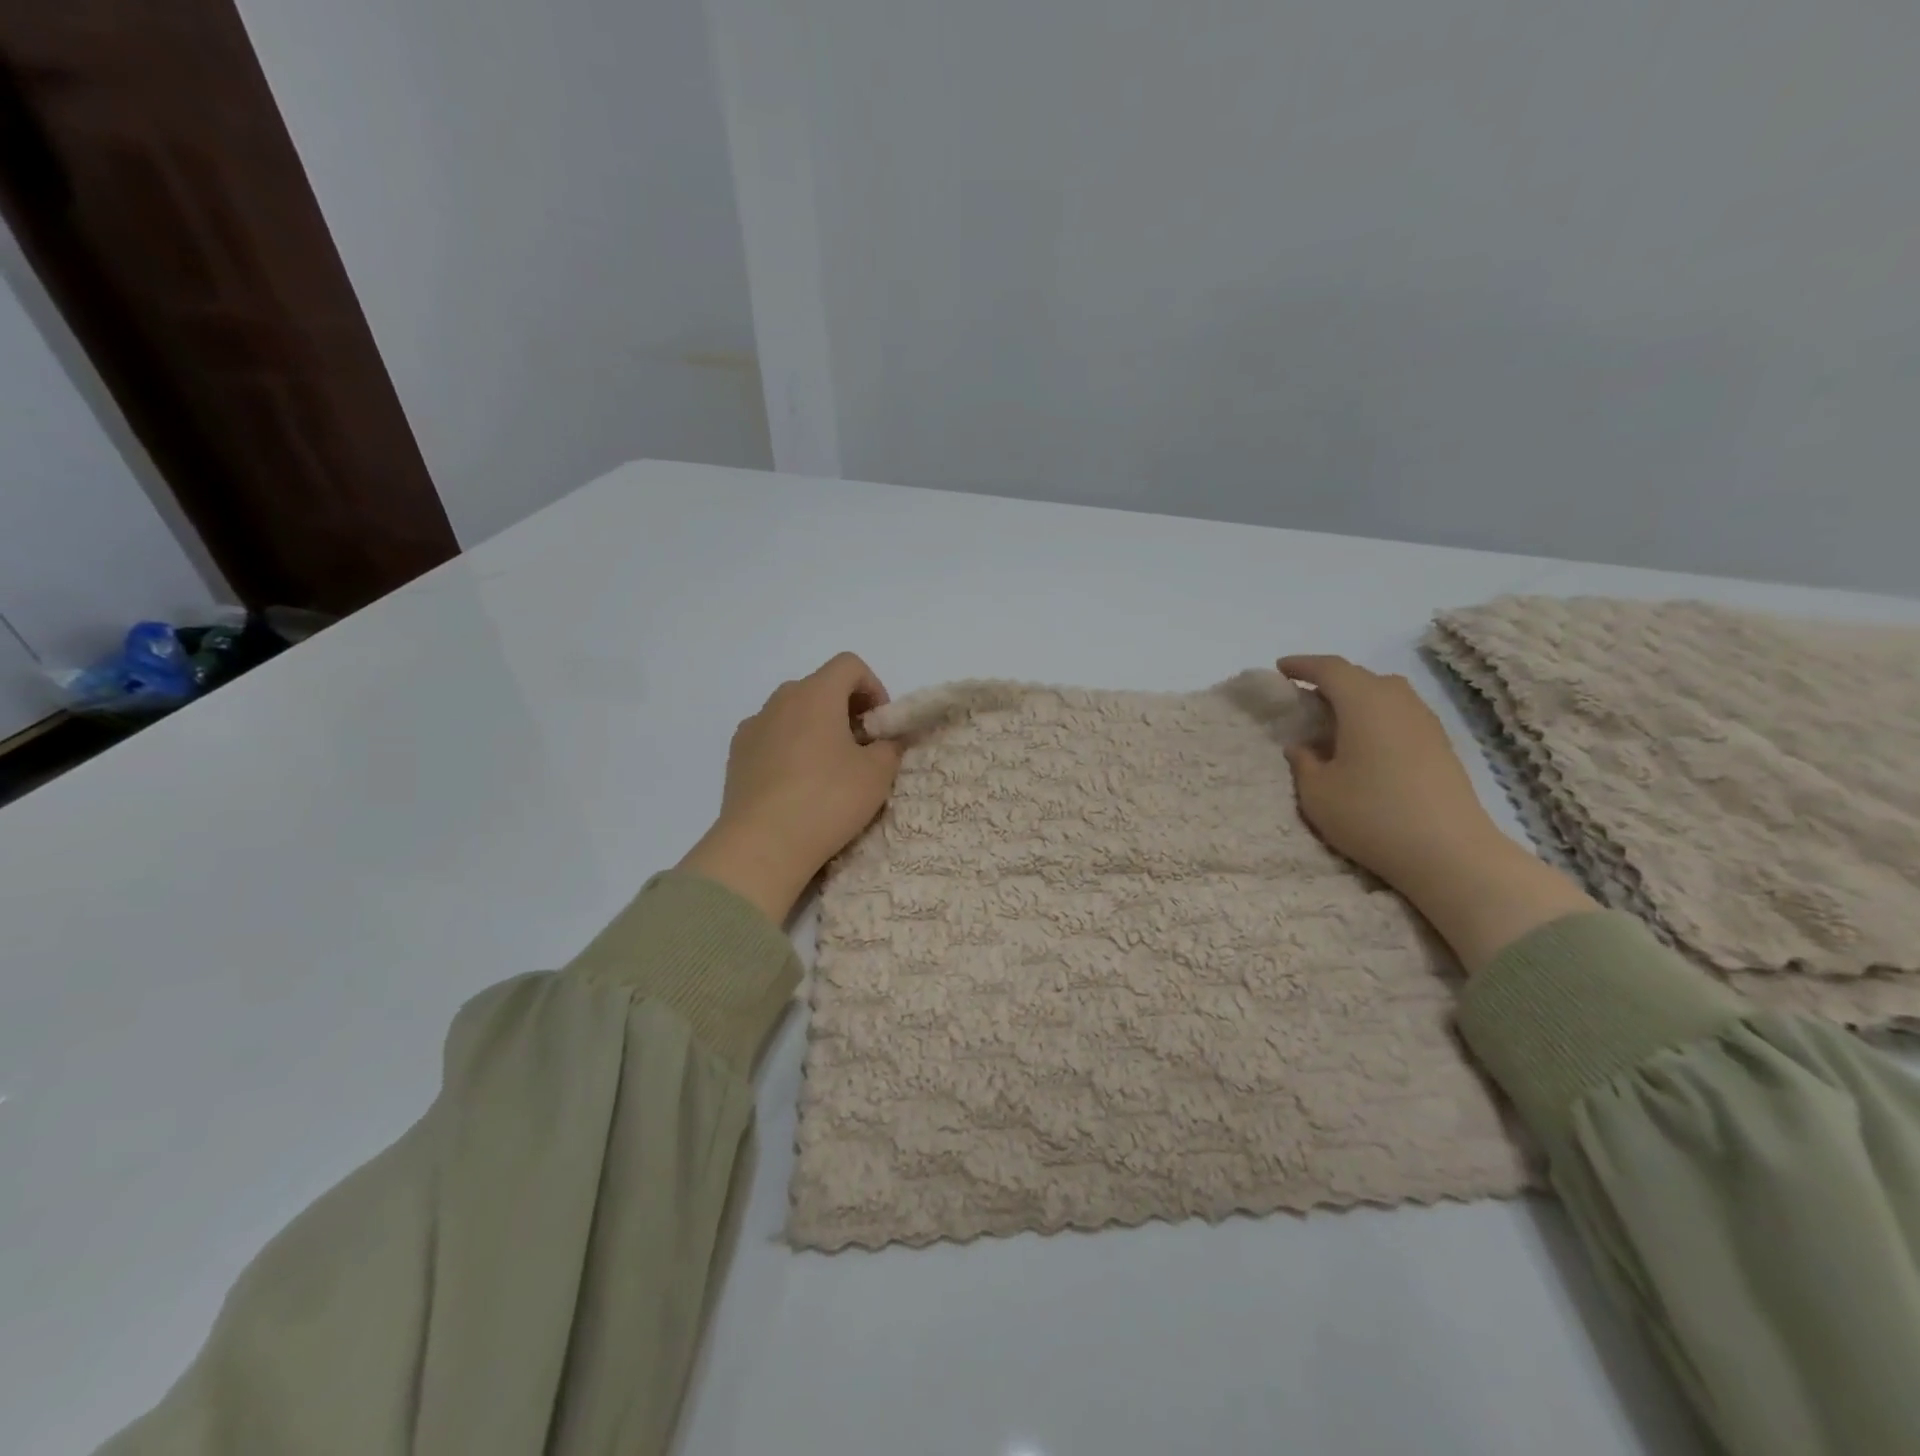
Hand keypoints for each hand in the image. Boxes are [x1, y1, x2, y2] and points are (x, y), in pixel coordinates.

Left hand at [678, 653, 903, 923]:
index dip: (873, 687)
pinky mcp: (736, 756)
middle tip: (861, 748)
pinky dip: (790, 749)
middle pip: (820, 687)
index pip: (849, 665)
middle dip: (845, 710)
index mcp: (816, 694)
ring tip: (829, 770)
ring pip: (793, 713)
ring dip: (816, 729)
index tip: (880, 725)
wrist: (762, 845)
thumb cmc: (827, 800)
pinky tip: (797, 786)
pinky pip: (771, 738)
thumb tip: (885, 742)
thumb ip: (890, 748)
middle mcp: (780, 701)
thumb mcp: (877, 775)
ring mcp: (753, 727)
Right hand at [1278, 656, 1499, 888]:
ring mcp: (1424, 721)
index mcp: (1363, 703)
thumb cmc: (1371, 815)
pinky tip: (1365, 743)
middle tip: (1303, 697)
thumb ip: (1303, 762)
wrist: (1449, 852)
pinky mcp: (1440, 744)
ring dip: (1356, 698)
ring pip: (1385, 694)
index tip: (1280, 669)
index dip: (1302, 665)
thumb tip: (1303, 747)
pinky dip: (1376, 716)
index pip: (1329, 669)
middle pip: (1360, 677)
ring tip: (1333, 719)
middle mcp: (1397, 701)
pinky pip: (1400, 714)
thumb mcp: (1317, 793)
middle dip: (1329, 681)